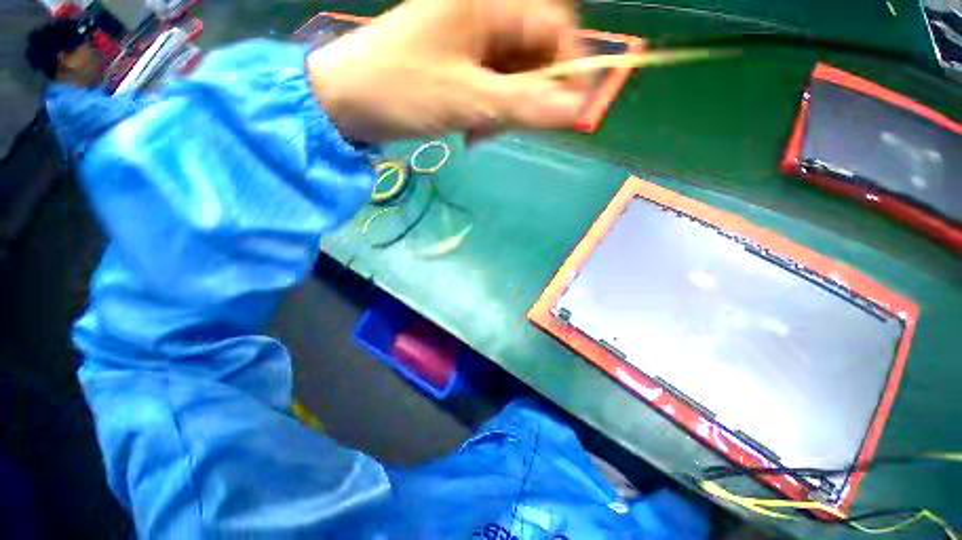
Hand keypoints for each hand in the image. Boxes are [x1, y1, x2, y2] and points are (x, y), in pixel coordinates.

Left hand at [307, 0, 587, 142]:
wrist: (349, 100)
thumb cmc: (403, 90)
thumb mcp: (470, 99)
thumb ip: (527, 104)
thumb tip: (576, 109)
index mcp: (489, 3)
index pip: (555, 28)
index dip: (568, 69)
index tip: (567, 110)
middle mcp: (485, 13)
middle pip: (535, 55)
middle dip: (529, 97)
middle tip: (506, 128)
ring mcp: (472, 40)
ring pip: (514, 77)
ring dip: (507, 111)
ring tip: (480, 132)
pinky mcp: (461, 64)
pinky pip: (494, 88)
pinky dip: (491, 112)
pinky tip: (473, 128)